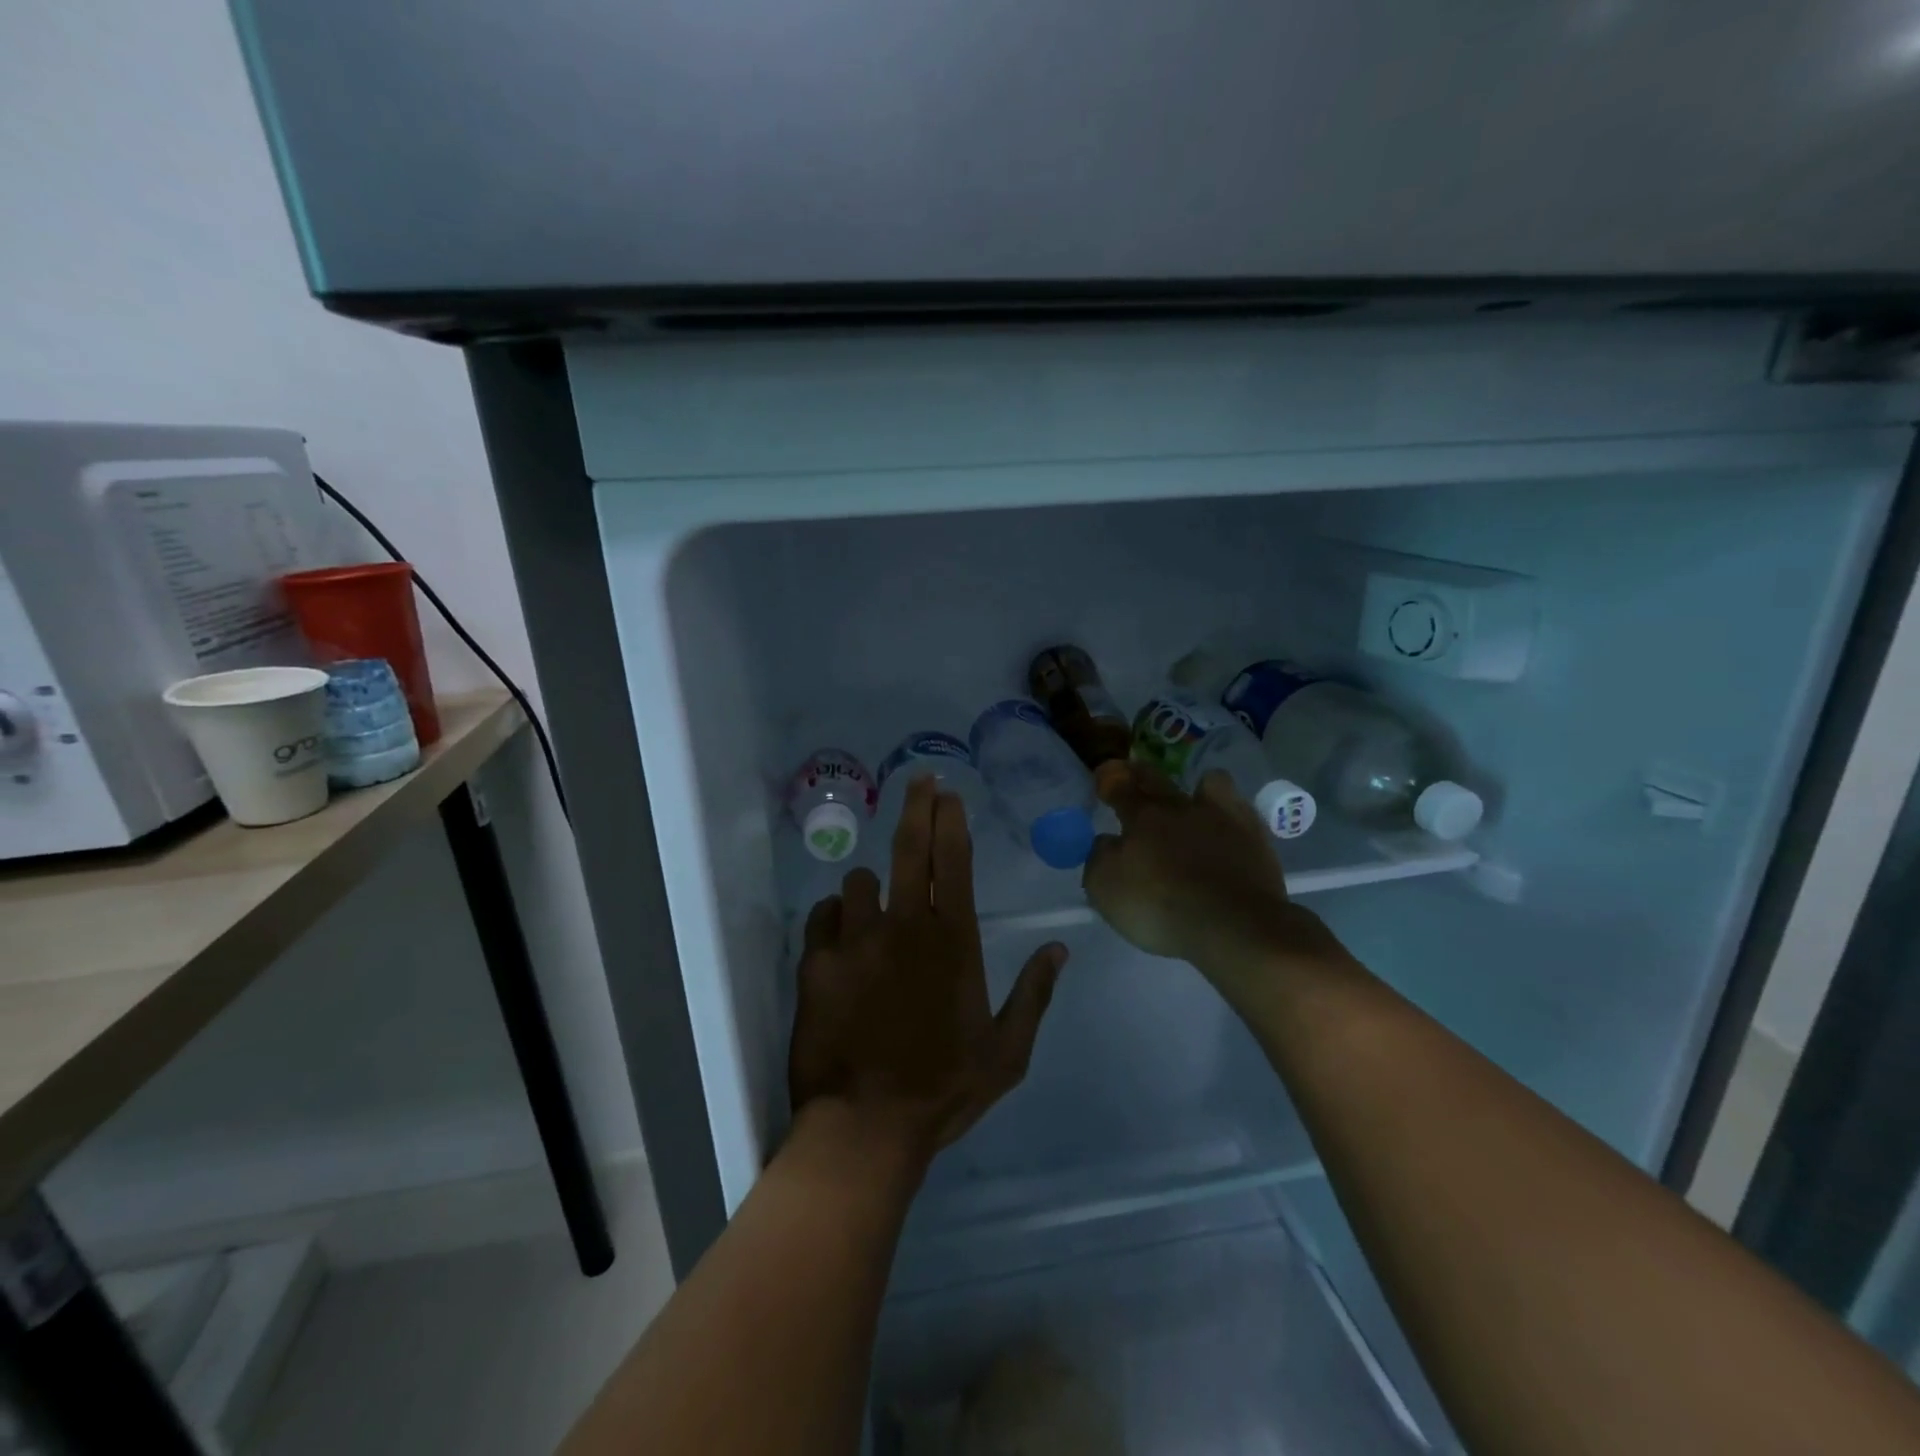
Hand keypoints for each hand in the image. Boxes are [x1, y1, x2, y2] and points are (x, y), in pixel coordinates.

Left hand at [789, 777, 1067, 1163]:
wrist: (866, 1127)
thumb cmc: (943, 1089)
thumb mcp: (1007, 1053)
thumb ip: (1034, 995)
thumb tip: (1059, 949)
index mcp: (952, 941)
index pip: (952, 861)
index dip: (950, 820)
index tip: (948, 792)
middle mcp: (904, 926)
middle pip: (908, 848)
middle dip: (917, 806)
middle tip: (920, 782)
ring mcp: (855, 940)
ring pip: (857, 882)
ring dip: (869, 888)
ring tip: (873, 909)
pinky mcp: (816, 961)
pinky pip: (821, 917)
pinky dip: (833, 920)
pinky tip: (839, 939)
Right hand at [1082, 761, 1343, 983]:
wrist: (1233, 925)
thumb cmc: (1160, 906)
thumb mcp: (1105, 888)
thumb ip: (1099, 857)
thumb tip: (1107, 842)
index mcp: (1142, 817)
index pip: (1120, 786)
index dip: (1109, 779)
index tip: (1103, 776)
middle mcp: (1180, 807)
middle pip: (1157, 778)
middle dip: (1140, 773)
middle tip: (1133, 774)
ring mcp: (1222, 818)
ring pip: (1210, 782)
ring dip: (1197, 786)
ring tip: (1194, 800)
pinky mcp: (1255, 837)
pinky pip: (1240, 809)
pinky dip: (1229, 813)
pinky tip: (1226, 827)